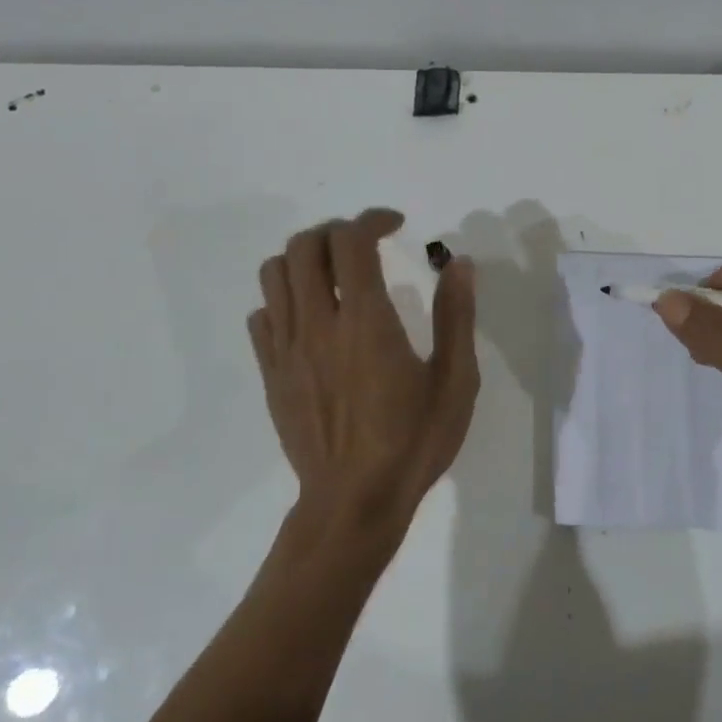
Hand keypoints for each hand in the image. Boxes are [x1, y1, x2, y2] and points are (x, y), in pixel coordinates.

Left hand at [249, 209, 478, 547]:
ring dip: (304, 259)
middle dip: (336, 232)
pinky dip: (283, 299)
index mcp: (366, 322)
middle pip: (304, 247)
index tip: (396, 224)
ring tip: (334, 274)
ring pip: (274, 274)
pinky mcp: (272, 373)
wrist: (354, 502)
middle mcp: (318, 324)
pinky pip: (261, 316)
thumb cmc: (413, 442)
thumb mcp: (456, 382)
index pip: (352, 242)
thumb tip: (459, 265)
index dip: (372, 219)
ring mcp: (287, 349)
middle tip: (365, 245)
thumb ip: (456, 317)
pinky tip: (311, 318)